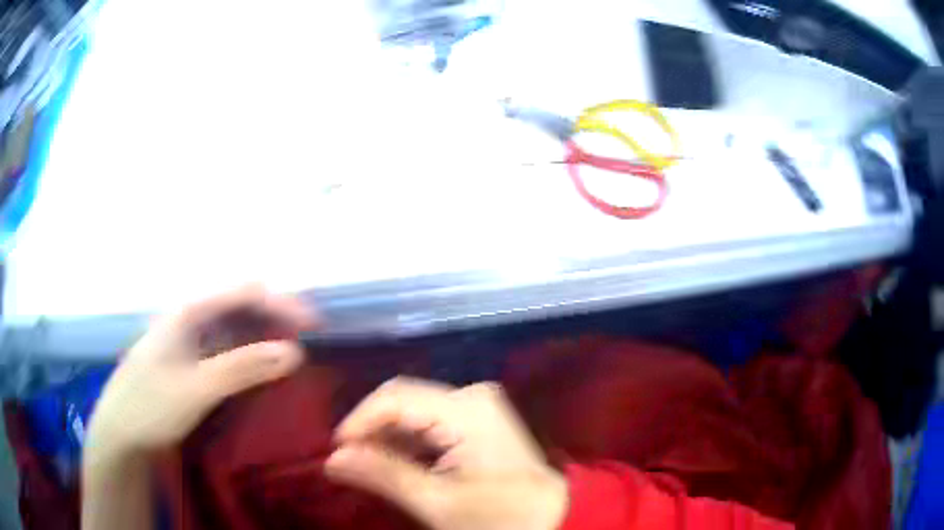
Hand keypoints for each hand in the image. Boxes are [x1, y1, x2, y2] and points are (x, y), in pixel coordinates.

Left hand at [85, 285, 315, 460]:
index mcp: (189, 311)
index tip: (315, 327)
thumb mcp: (198, 388)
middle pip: (242, 305)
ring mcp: (189, 339)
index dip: (282, 304)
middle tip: (309, 343)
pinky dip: (249, 355)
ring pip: (235, 327)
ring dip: (265, 337)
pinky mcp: (190, 360)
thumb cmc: (151, 405)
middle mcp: (191, 317)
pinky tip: (261, 370)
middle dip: (278, 318)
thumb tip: (295, 352)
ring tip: (292, 357)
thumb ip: (244, 368)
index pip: (245, 293)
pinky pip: (226, 348)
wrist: (120, 431)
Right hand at [326, 378, 567, 529]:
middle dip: (372, 431)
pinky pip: (430, 421)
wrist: (551, 519)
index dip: (359, 421)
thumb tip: (332, 459)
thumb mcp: (437, 503)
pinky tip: (395, 464)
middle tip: (348, 462)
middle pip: (403, 401)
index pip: (395, 398)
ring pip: (414, 411)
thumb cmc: (499, 517)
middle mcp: (472, 396)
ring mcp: (478, 406)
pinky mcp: (478, 420)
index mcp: (466, 409)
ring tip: (367, 466)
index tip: (336, 451)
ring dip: (387, 438)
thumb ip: (383, 475)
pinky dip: (407, 442)